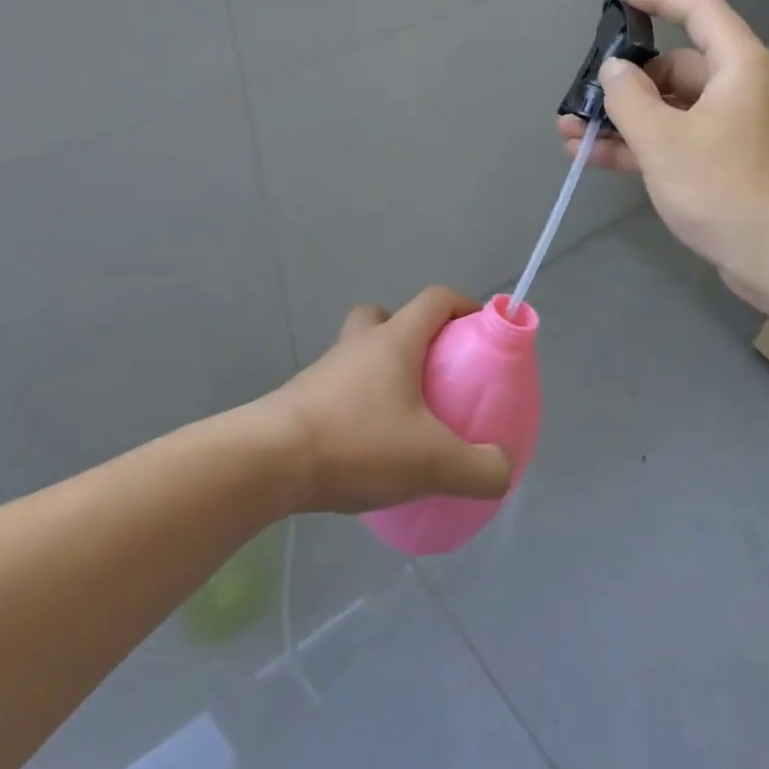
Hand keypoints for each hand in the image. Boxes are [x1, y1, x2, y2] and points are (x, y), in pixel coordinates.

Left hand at [263, 286, 513, 514]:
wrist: (266, 463)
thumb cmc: (357, 443)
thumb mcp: (433, 463)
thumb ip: (480, 469)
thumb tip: (502, 469)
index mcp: (394, 341)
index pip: (435, 299)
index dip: (464, 306)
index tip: (482, 332)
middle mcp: (358, 345)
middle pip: (387, 317)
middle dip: (414, 336)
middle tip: (434, 373)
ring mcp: (325, 371)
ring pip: (360, 353)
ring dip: (383, 373)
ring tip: (405, 420)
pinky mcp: (302, 399)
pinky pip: (341, 388)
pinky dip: (360, 404)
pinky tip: (370, 447)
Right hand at [556, 0, 768, 313]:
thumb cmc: (725, 186)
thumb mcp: (665, 139)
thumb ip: (629, 99)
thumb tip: (614, 70)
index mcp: (738, 67)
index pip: (699, 11)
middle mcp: (738, 91)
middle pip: (675, 69)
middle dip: (624, 83)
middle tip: (581, 98)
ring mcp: (730, 131)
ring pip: (668, 111)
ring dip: (622, 120)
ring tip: (570, 132)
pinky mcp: (722, 167)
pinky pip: (674, 143)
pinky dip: (638, 147)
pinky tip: (591, 156)